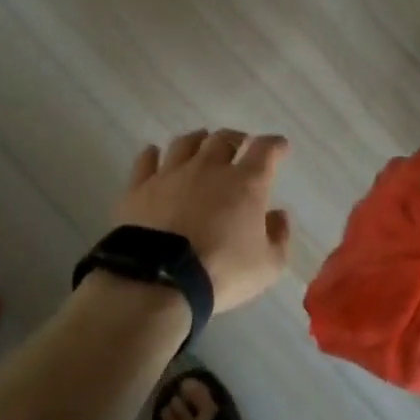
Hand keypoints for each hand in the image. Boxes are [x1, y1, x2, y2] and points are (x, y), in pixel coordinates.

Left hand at [117, 129, 291, 312]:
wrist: (159, 280)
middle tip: (240, 144)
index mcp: (246, 183)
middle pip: (224, 139)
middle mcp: (209, 168)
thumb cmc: (221, 272)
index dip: (275, 145)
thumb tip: (279, 216)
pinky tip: (154, 154)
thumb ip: (279, 237)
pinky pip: (146, 160)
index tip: (280, 147)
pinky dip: (153, 154)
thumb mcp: (267, 266)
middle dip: (236, 138)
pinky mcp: (139, 187)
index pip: (265, 150)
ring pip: (186, 143)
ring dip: (198, 140)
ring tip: (202, 142)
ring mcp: (171, 174)